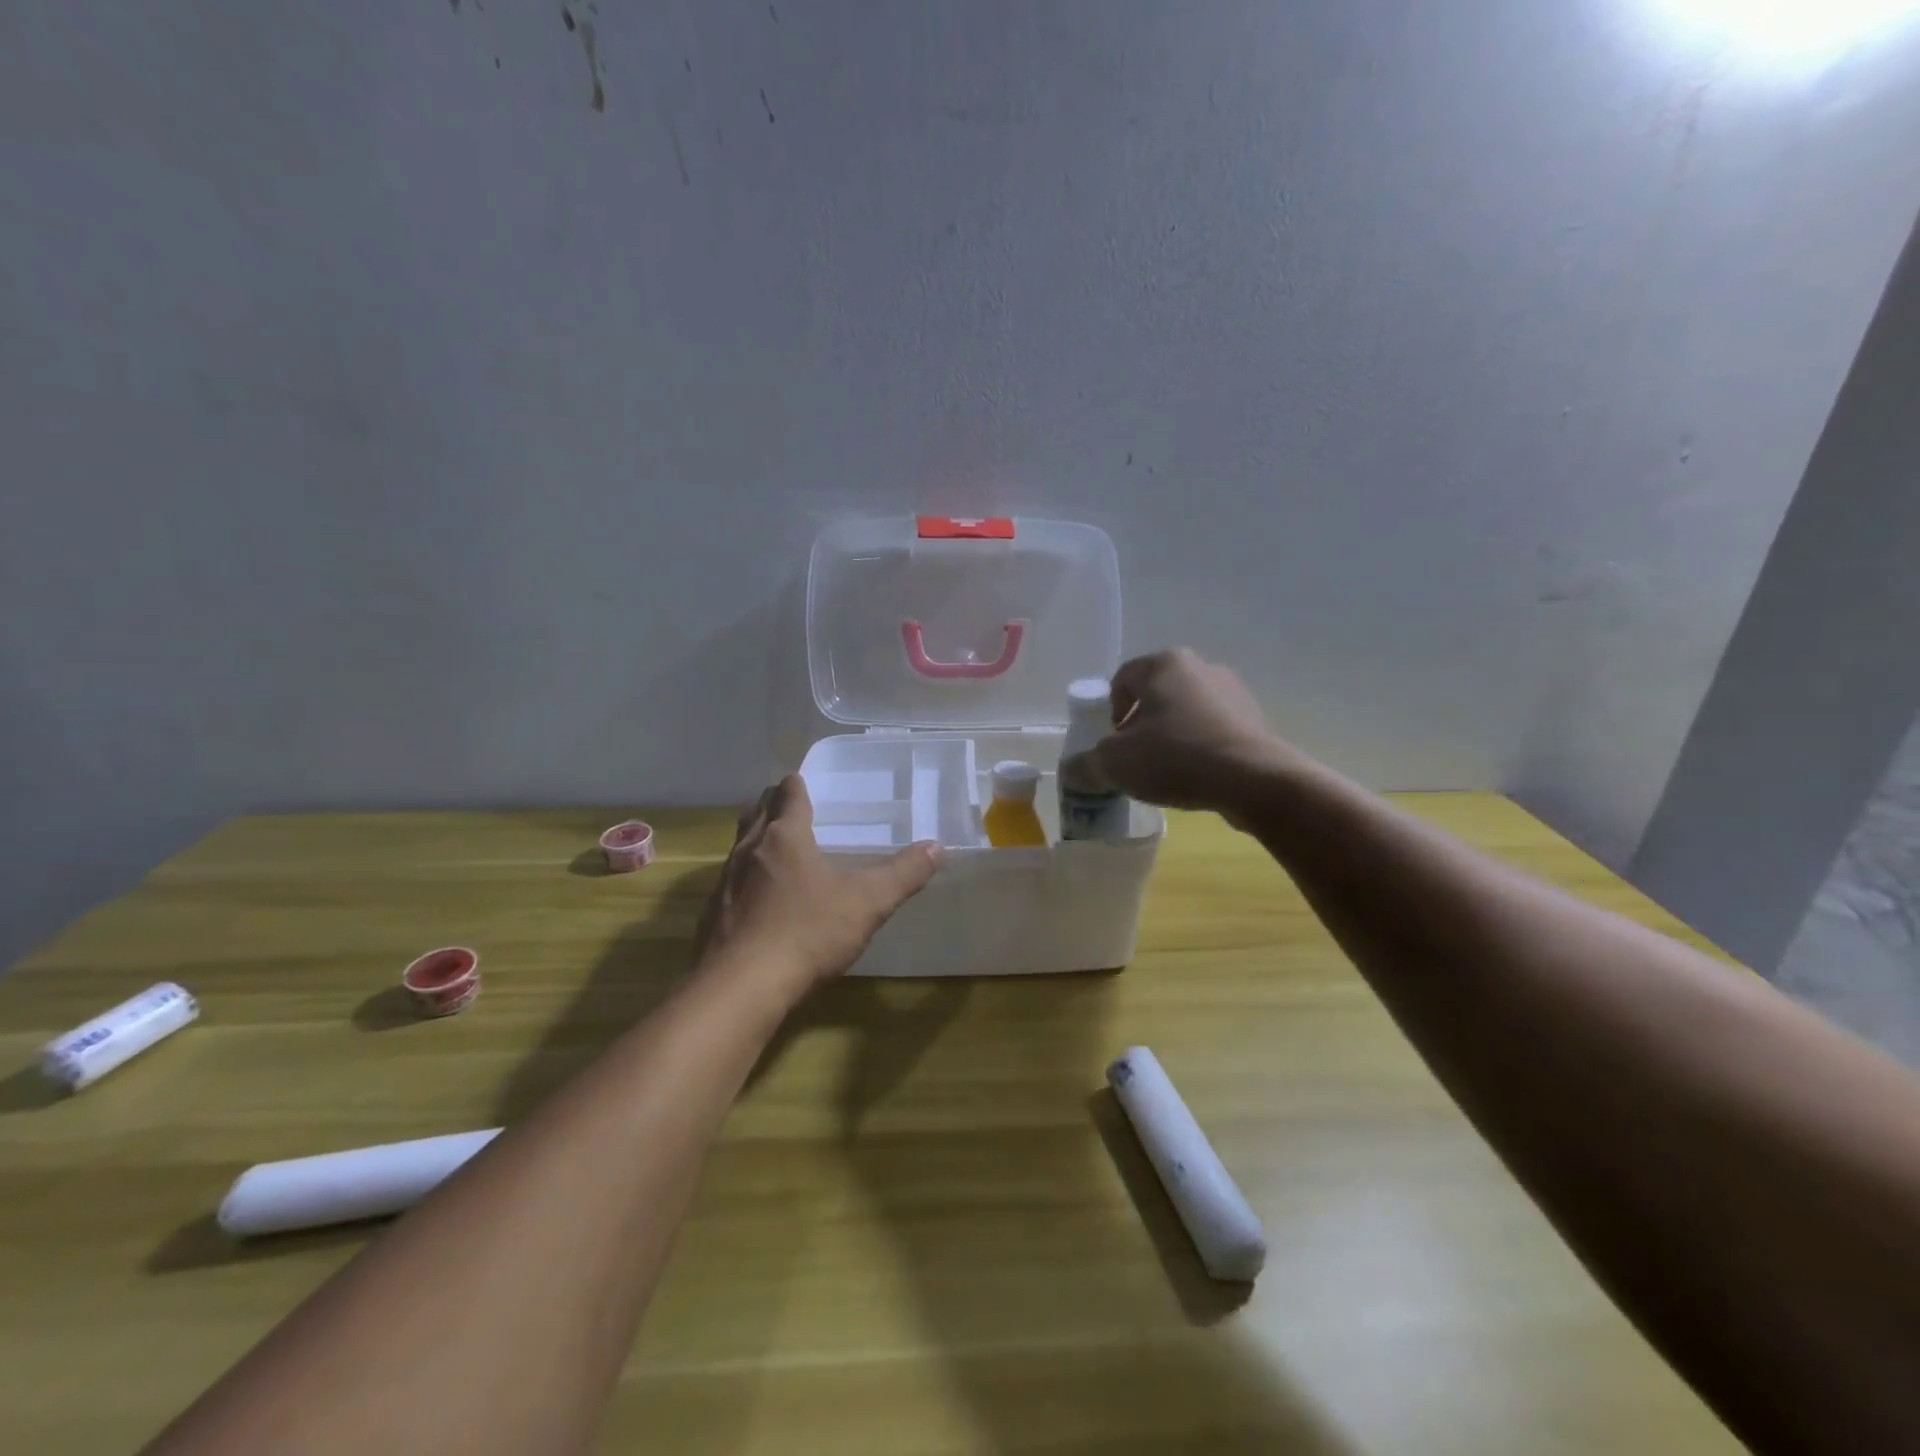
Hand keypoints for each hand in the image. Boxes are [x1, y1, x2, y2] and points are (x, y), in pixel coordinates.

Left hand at [695, 775, 942, 999]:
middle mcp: (749, 849)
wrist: (740, 986)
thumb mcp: (867, 903)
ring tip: (779, 849)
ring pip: (741, 844)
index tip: (805, 782)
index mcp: (785, 836)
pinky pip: (730, 881)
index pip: (789, 793)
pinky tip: (760, 901)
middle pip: (757, 811)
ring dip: (758, 839)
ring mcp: (725, 881)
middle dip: (774, 804)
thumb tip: (937, 847)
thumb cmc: (807, 932)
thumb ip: (904, 874)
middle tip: (794, 808)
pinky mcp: (712, 913)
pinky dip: (746, 878)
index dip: (798, 784)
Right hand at [1062, 648, 1291, 815]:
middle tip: (1133, 757)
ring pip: (1185, 711)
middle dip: (1140, 724)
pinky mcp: (1254, 719)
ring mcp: (1233, 691)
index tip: (1110, 743)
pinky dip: (1199, 746)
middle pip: (1155, 694)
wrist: (1253, 780)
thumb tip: (1070, 771)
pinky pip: (1213, 729)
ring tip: (1165, 770)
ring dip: (1170, 735)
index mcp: (1163, 664)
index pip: (1122, 679)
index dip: (1108, 711)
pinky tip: (1195, 775)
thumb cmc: (1175, 757)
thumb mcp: (1115, 764)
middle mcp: (1200, 666)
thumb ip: (1086, 765)